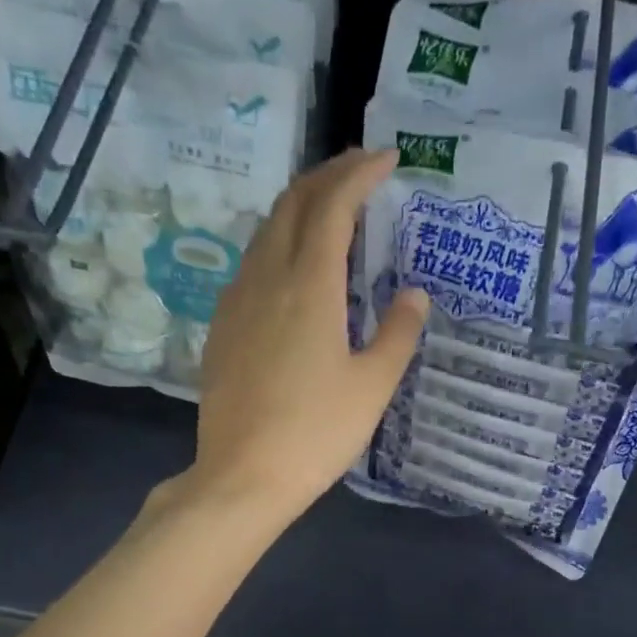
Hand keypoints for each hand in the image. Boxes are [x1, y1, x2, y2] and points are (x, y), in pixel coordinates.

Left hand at [190, 148, 428, 520]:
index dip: (359, 174)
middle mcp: (266, 279)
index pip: (332, 205)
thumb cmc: (316, 433)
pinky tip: (294, 267)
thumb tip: (414, 295)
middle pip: (291, 204)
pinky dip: (279, 243)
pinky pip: (252, 263)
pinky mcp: (222, 327)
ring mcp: (237, 302)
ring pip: (266, 231)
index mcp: (308, 286)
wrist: (242, 477)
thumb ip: (398, 333)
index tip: (387, 160)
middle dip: (327, 177)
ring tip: (331, 211)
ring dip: (300, 208)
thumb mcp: (373, 386)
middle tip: (360, 173)